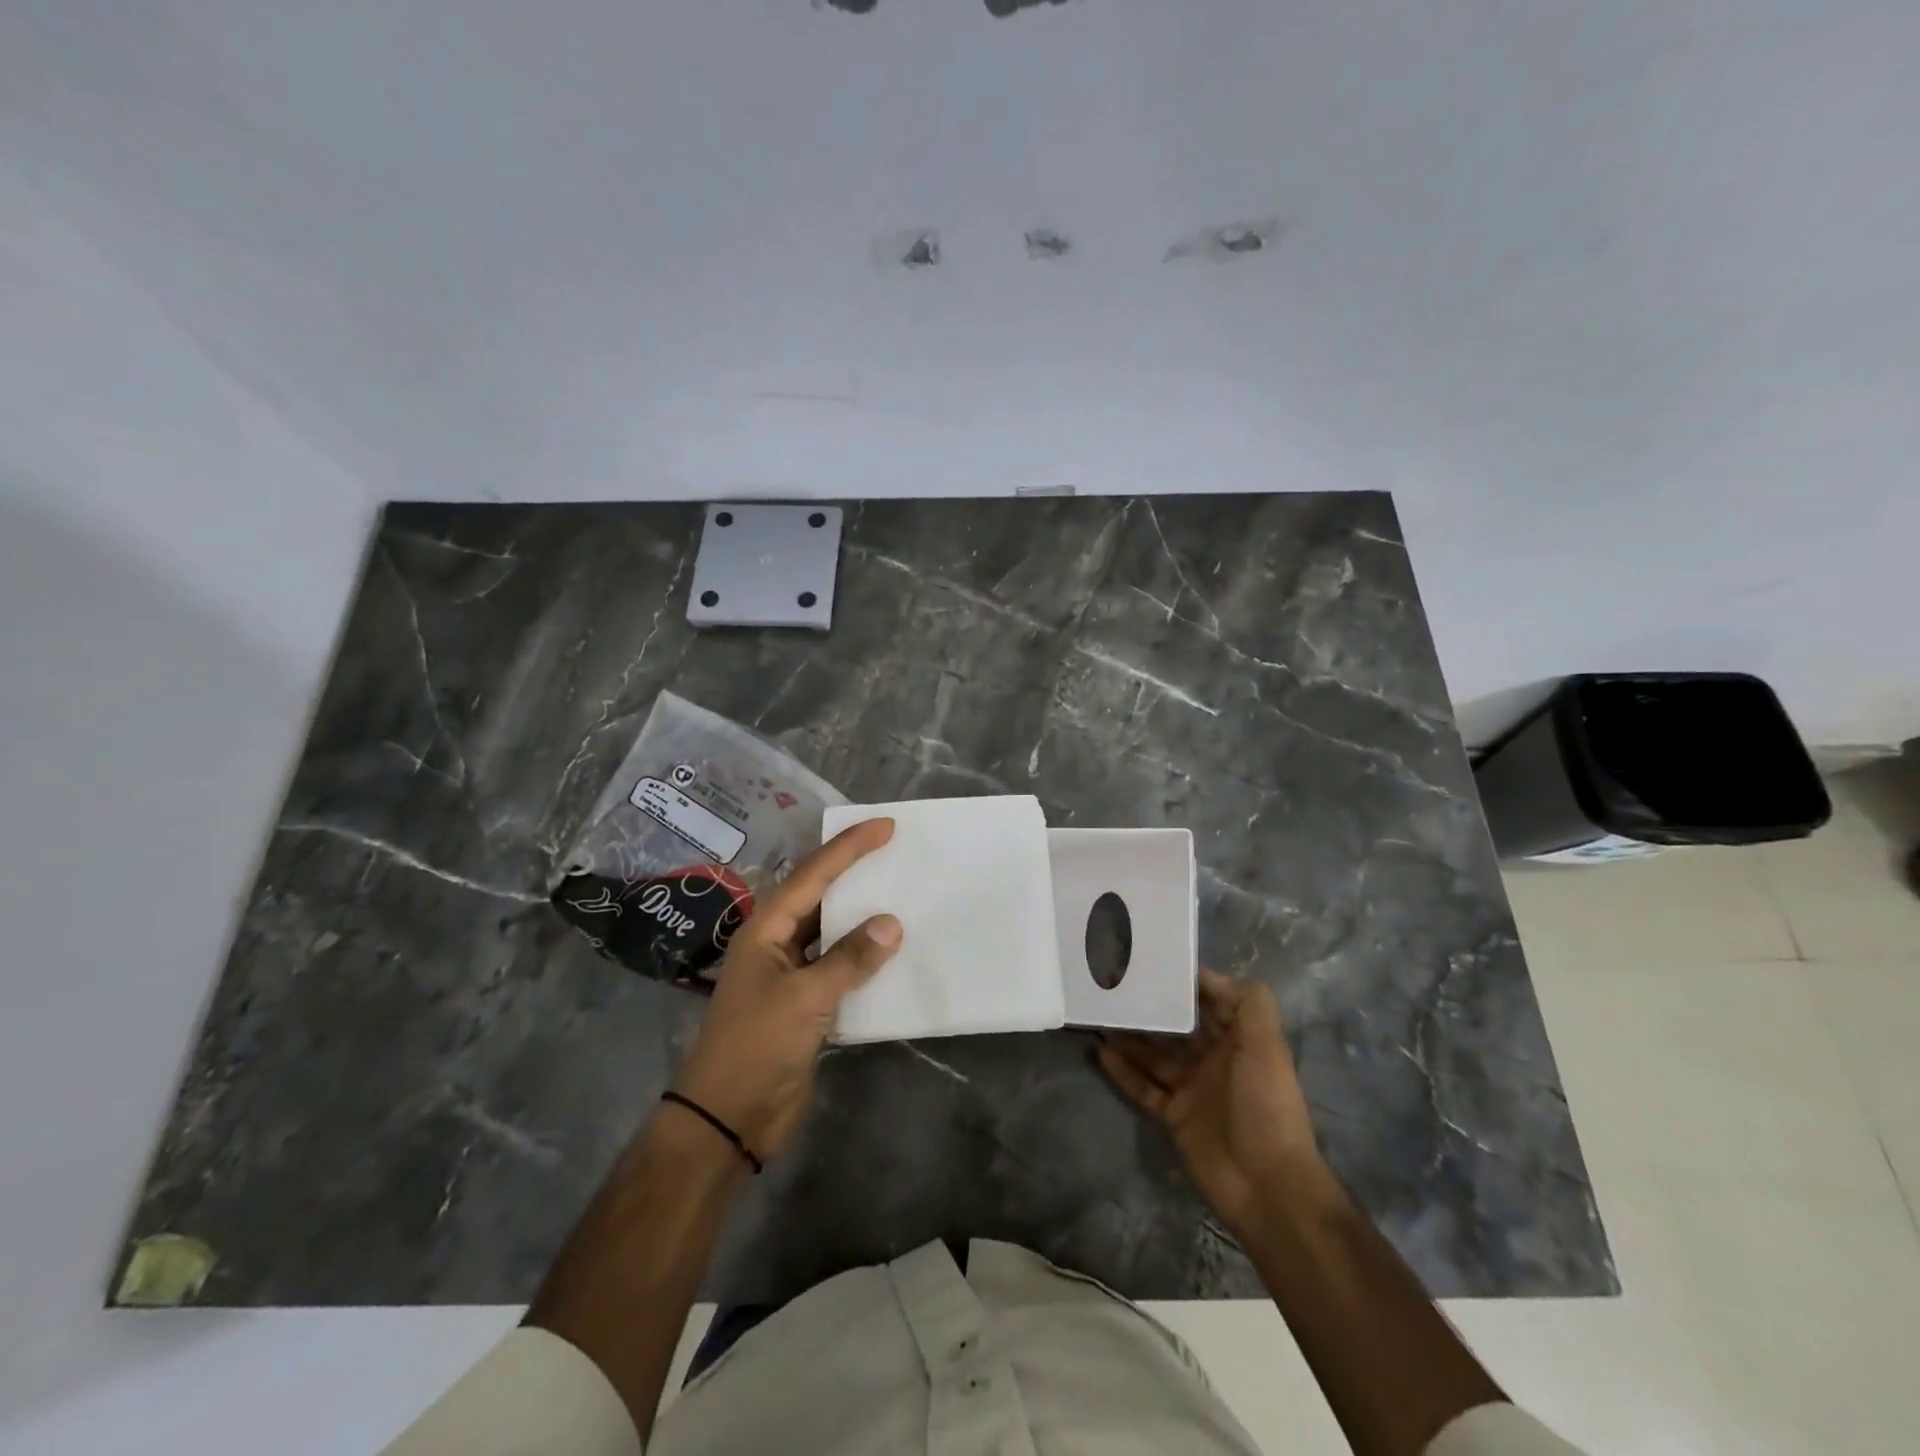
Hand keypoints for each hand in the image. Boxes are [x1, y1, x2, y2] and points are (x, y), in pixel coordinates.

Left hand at [670, 819, 901, 1160]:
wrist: (728, 1118)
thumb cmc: (757, 1046)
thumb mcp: (805, 998)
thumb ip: (849, 959)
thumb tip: (891, 924)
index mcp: (765, 929)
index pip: (812, 875)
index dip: (848, 848)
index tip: (884, 827)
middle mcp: (776, 943)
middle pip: (820, 896)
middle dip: (854, 872)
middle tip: (895, 851)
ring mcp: (790, 974)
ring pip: (831, 932)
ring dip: (861, 915)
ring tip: (900, 892)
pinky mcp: (805, 1004)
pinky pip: (839, 966)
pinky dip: (864, 957)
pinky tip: (892, 951)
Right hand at [1098, 969, 1323, 1233]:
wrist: (1268, 1186)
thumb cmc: (1266, 1106)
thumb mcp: (1267, 1047)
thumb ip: (1249, 1004)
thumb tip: (1212, 975)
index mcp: (1240, 1040)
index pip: (1209, 999)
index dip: (1183, 980)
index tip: (1149, 959)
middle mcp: (1215, 1059)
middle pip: (1176, 1024)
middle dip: (1151, 1004)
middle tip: (1113, 983)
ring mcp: (1192, 1088)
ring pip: (1154, 1053)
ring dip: (1130, 1034)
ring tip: (1100, 1012)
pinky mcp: (1174, 1116)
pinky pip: (1144, 1087)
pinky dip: (1123, 1071)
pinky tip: (1100, 1052)